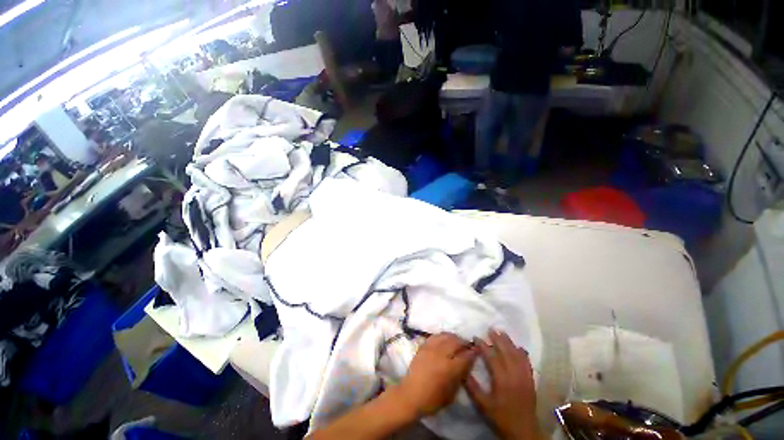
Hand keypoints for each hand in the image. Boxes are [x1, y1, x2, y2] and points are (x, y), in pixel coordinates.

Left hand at [395, 333, 477, 416]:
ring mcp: (431, 348)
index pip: (466, 356)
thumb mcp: (452, 394)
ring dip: (453, 337)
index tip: (477, 350)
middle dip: (464, 342)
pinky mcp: (423, 346)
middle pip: (456, 342)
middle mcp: (441, 355)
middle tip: (467, 345)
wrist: (411, 395)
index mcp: (450, 368)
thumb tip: (466, 365)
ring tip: (457, 340)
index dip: (473, 352)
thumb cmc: (433, 400)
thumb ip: (460, 377)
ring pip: (445, 336)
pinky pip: (435, 336)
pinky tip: (445, 339)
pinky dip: (442, 336)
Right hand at [466, 330, 539, 439]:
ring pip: (517, 354)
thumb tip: (463, 370)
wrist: (524, 431)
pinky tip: (519, 347)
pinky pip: (527, 362)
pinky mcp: (531, 380)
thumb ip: (473, 387)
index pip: (492, 357)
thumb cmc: (501, 417)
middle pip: (506, 352)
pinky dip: (523, 353)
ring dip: (509, 342)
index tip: (476, 337)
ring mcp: (525, 377)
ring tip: (502, 333)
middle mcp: (514, 375)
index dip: (483, 345)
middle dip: (498, 339)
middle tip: (491, 329)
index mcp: (502, 380)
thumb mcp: (483, 405)